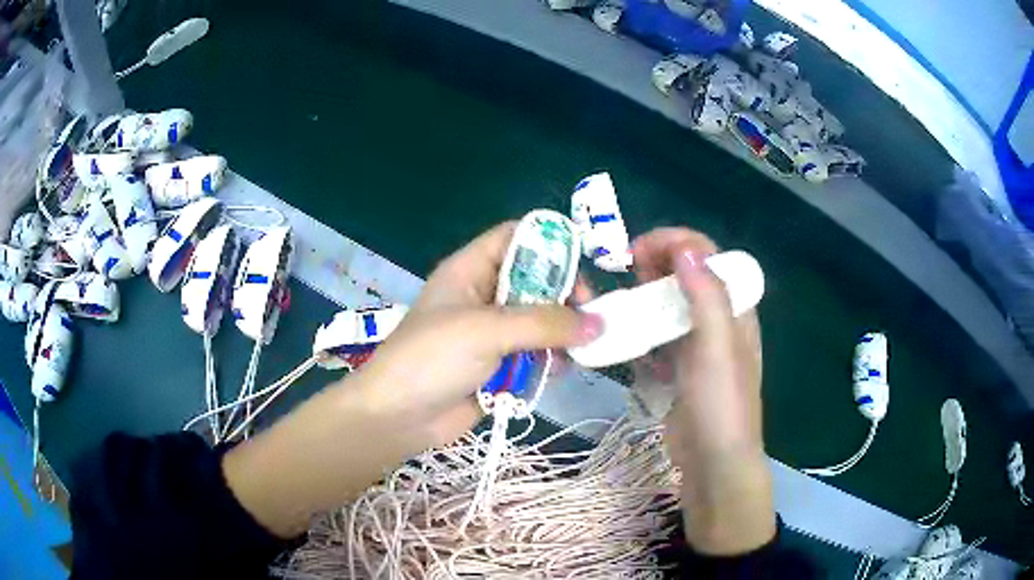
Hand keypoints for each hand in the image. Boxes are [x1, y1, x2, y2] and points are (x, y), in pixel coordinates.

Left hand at [224, 222, 599, 538]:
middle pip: (536, 279)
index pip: (516, 237)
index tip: (580, 270)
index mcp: (470, 270)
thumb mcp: (487, 330)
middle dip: (564, 296)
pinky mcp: (499, 364)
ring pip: (541, 319)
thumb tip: (599, 323)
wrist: (398, 418)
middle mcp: (483, 295)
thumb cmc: (432, 359)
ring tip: (576, 350)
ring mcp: (492, 332)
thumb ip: (545, 324)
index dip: (550, 244)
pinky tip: (558, 371)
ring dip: (561, 333)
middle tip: (588, 317)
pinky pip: (536, 353)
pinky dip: (550, 359)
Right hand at [630, 228, 773, 554]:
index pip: (707, 255)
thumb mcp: (717, 348)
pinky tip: (626, 337)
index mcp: (734, 307)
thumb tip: (685, 247)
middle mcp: (717, 320)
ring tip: (620, 302)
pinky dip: (641, 330)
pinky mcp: (678, 368)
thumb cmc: (720, 404)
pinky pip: (657, 336)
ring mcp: (696, 345)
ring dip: (644, 296)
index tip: (637, 251)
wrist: (713, 463)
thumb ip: (706, 296)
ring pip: (668, 305)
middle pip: (685, 275)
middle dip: (655, 264)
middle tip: (625, 272)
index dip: (674, 242)